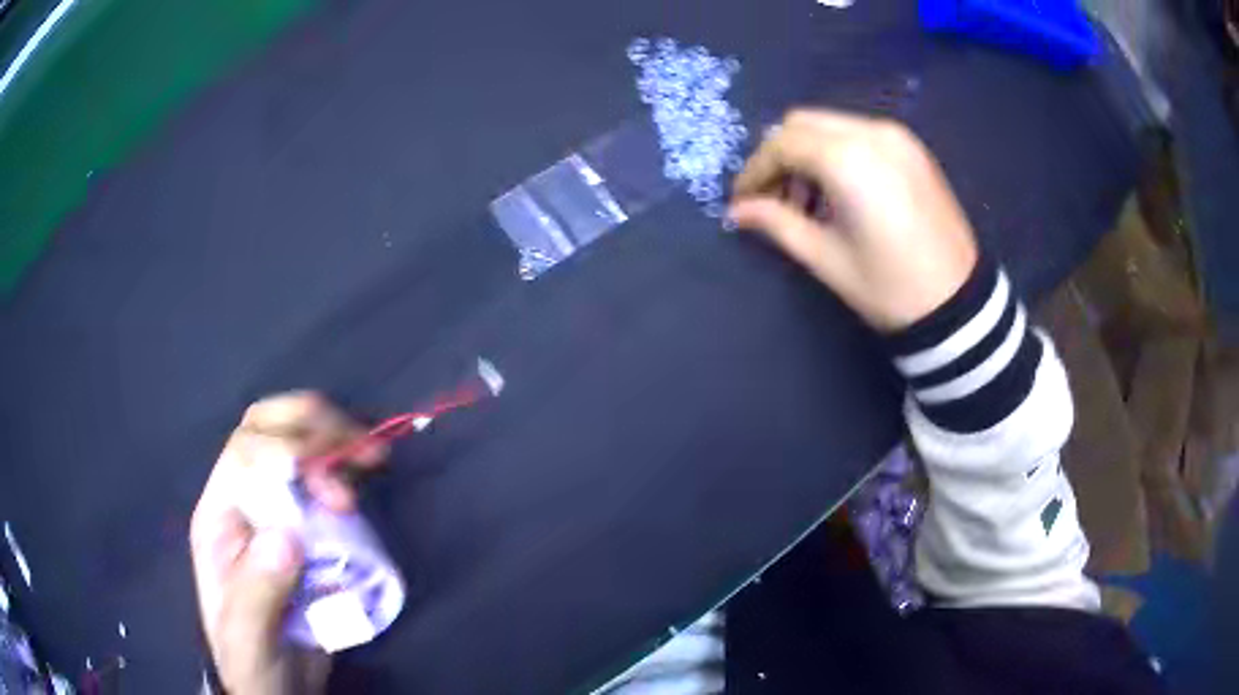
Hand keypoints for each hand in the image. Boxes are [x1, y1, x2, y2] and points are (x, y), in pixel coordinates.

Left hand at [191, 393, 386, 694]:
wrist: (277, 684)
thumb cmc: (253, 660)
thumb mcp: (248, 638)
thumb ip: (256, 592)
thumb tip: (286, 536)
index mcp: (220, 518)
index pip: (246, 454)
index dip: (288, 453)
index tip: (333, 490)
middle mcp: (245, 501)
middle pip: (267, 430)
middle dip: (313, 429)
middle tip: (361, 453)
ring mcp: (276, 509)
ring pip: (296, 443)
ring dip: (335, 440)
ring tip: (373, 456)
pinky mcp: (307, 526)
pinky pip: (324, 478)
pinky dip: (347, 466)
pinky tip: (367, 472)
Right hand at [729, 109, 977, 331]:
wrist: (960, 303)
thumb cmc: (890, 287)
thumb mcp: (826, 259)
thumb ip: (777, 224)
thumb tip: (737, 212)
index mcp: (848, 159)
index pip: (781, 145)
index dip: (754, 171)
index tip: (742, 202)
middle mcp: (870, 132)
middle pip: (801, 123)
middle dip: (778, 156)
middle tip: (774, 199)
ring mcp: (895, 136)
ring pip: (829, 124)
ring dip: (806, 153)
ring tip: (808, 201)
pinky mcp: (911, 148)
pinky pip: (857, 133)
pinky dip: (835, 151)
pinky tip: (839, 191)